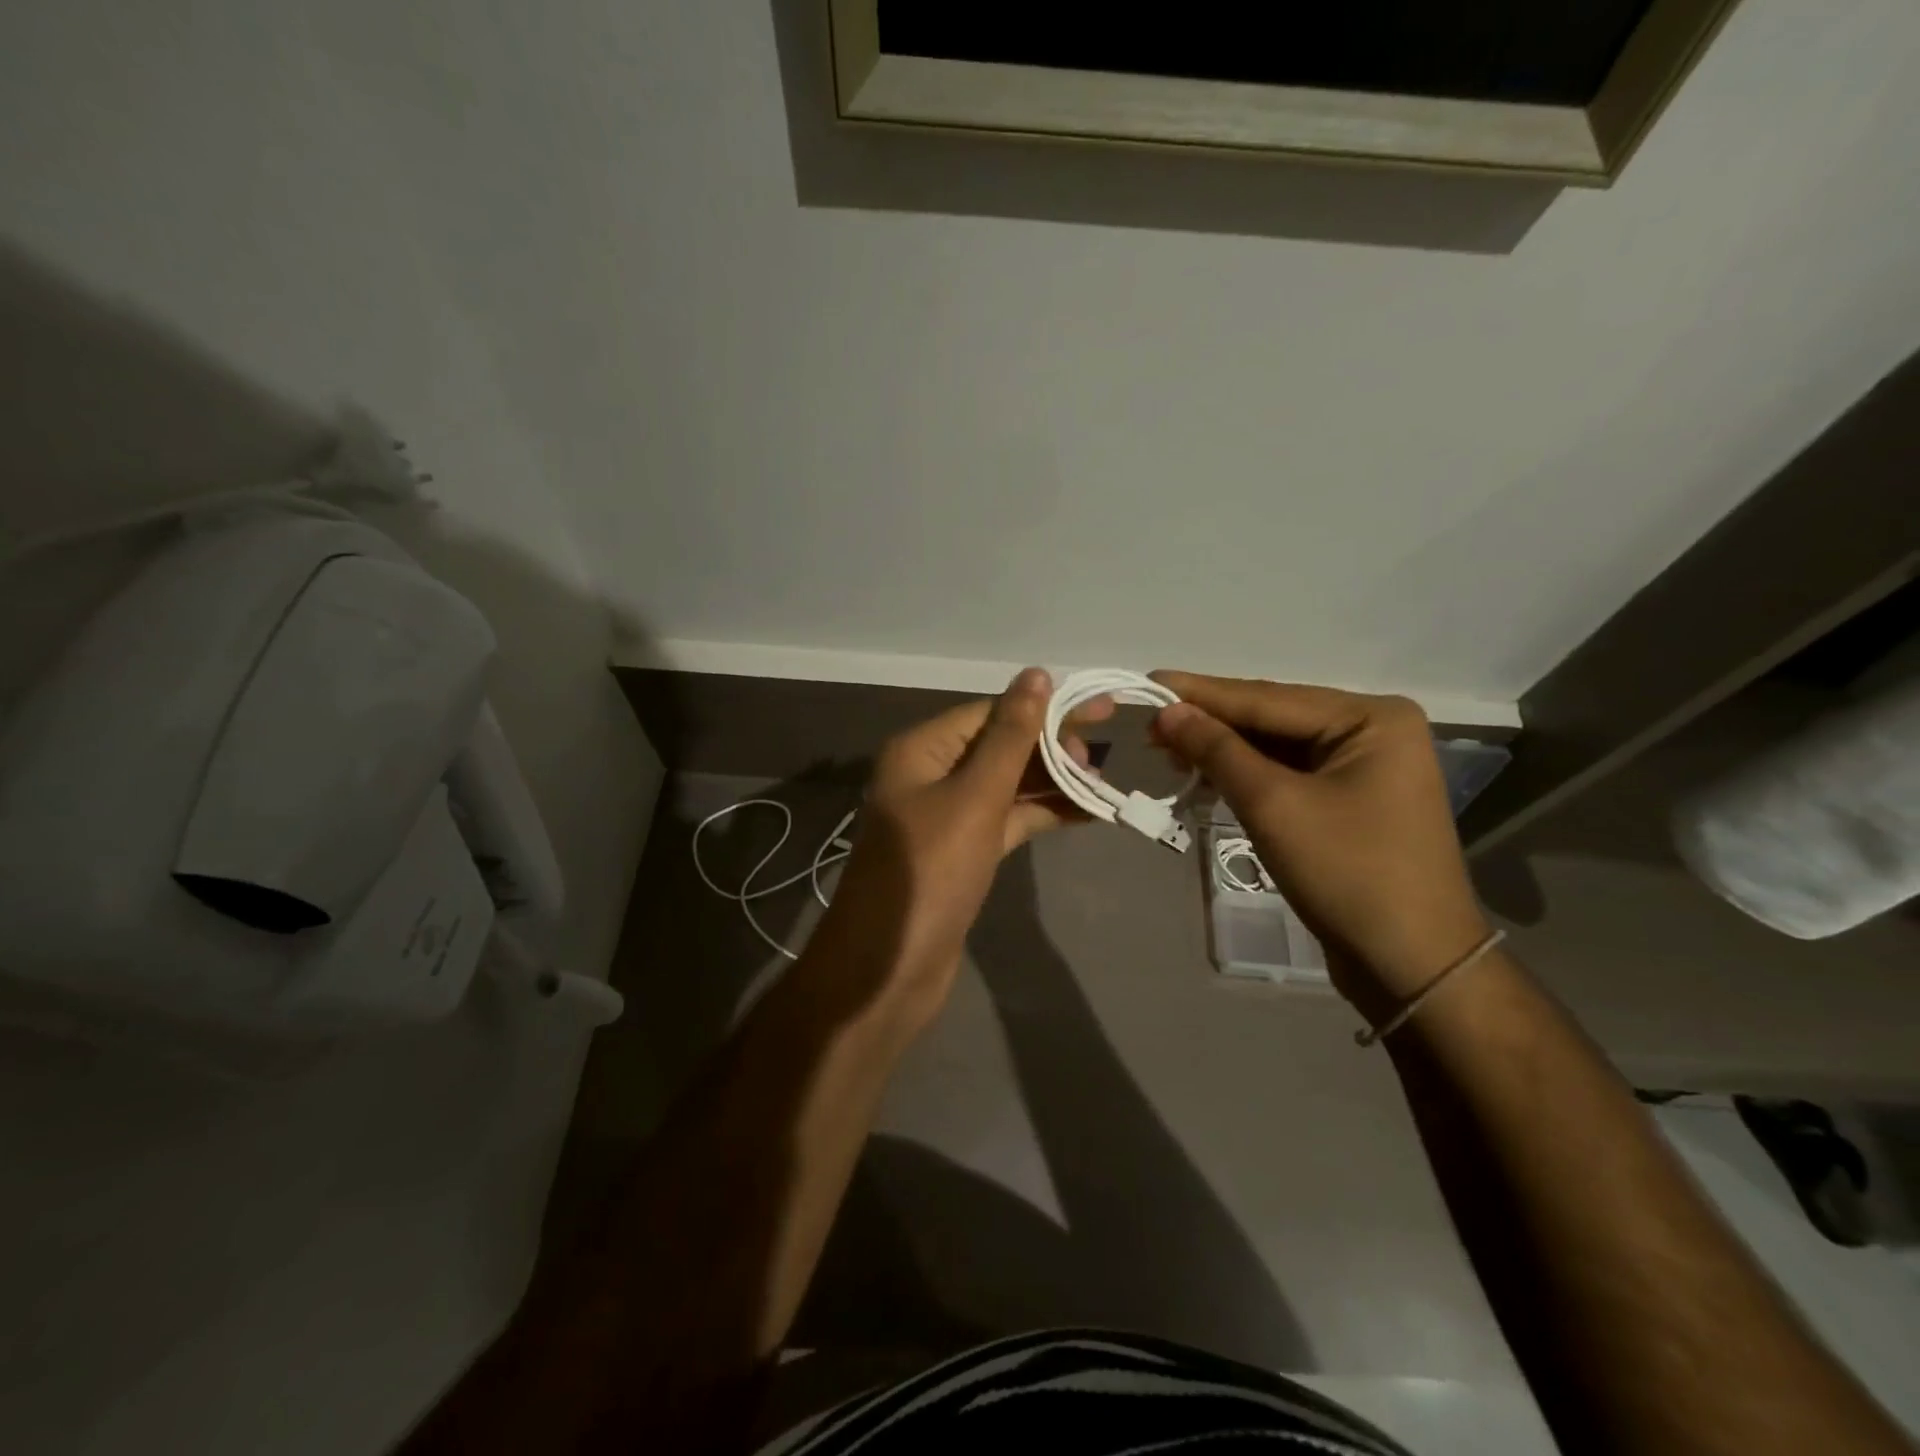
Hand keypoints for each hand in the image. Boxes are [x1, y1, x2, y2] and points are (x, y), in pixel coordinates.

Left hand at [821, 668, 1108, 1014]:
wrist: (888, 969)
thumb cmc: (929, 873)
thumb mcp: (975, 798)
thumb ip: (1010, 737)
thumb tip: (1036, 675)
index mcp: (922, 750)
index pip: (991, 713)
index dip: (1045, 709)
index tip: (1100, 709)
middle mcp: (930, 775)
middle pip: (1000, 746)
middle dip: (1051, 746)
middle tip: (1104, 754)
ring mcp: (946, 817)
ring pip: (1007, 785)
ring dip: (1052, 781)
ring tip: (1104, 780)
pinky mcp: (962, 853)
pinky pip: (1007, 820)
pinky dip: (1042, 814)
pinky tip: (1085, 812)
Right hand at [1151, 673, 1489, 1020]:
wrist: (1411, 965)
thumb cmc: (1348, 874)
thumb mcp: (1273, 805)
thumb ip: (1218, 751)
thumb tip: (1167, 712)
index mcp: (1371, 718)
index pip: (1268, 697)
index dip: (1202, 694)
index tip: (1149, 680)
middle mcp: (1372, 730)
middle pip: (1273, 718)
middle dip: (1210, 723)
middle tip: (1149, 721)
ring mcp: (1364, 766)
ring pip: (1276, 746)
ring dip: (1223, 750)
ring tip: (1166, 747)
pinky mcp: (1350, 799)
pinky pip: (1287, 773)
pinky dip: (1245, 774)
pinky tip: (1206, 773)